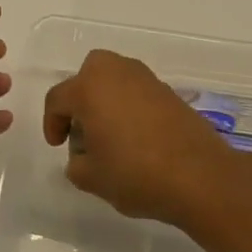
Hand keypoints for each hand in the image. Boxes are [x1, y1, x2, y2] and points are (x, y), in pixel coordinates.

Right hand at [42, 49, 232, 226]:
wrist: (199, 176)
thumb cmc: (136, 174)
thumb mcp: (92, 178)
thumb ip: (76, 164)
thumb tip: (81, 156)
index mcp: (89, 88)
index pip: (58, 99)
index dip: (52, 123)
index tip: (58, 146)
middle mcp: (116, 73)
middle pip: (88, 73)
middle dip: (80, 97)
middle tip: (82, 128)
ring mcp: (146, 79)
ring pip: (115, 77)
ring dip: (106, 98)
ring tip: (110, 133)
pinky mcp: (169, 91)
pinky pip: (137, 90)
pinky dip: (130, 105)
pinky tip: (136, 135)